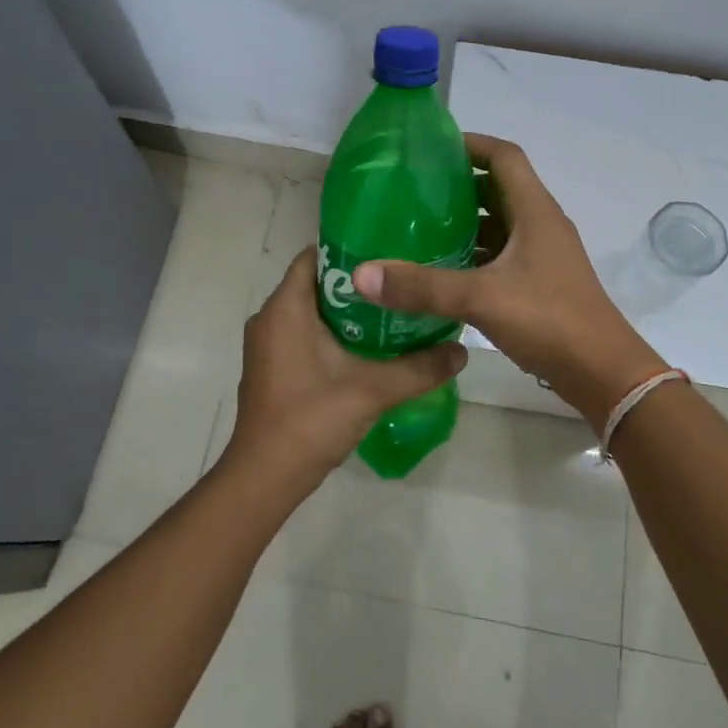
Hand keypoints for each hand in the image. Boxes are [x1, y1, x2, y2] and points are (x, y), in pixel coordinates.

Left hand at [222, 247, 468, 494]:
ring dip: (346, 312)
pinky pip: (302, 334)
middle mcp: (269, 318)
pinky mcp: (271, 367)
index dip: (350, 250)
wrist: (265, 477)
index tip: (388, 253)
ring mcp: (267, 345)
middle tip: (399, 283)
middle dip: (356, 283)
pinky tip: (367, 348)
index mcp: (285, 308)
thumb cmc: (311, 420)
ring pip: (310, 311)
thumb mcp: (372, 390)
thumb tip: (461, 351)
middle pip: (316, 283)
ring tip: (391, 311)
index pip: (314, 257)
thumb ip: (419, 368)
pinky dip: (331, 333)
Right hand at [350, 135, 666, 430]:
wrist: (603, 373)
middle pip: (499, 188)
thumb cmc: (549, 320)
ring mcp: (543, 255)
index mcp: (535, 211)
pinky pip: (502, 255)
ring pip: (500, 224)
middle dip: (459, 185)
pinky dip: (474, 254)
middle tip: (414, 192)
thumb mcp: (481, 299)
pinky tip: (444, 272)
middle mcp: (541, 225)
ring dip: (466, 222)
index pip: (504, 156)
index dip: (471, 144)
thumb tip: (361, 275)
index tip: (431, 150)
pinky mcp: (540, 283)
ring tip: (420, 229)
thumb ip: (422, 287)